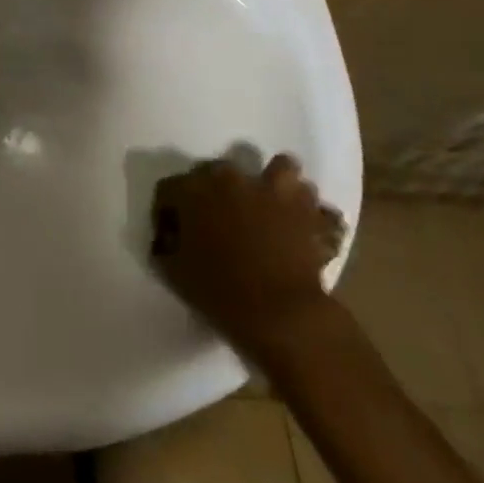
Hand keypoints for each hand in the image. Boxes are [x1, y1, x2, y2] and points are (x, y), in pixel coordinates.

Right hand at [151, 154, 345, 359]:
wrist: (281, 314)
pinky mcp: (310, 213)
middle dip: (216, 191)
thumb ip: (167, 248)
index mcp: (193, 189)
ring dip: (274, 185)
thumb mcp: (174, 273)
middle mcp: (232, 179)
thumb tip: (170, 241)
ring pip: (281, 168)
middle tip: (218, 220)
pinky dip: (312, 214)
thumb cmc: (219, 292)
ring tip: (271, 207)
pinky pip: (316, 205)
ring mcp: (275, 191)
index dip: (167, 212)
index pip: (169, 189)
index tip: (172, 236)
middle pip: (218, 171)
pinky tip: (305, 228)